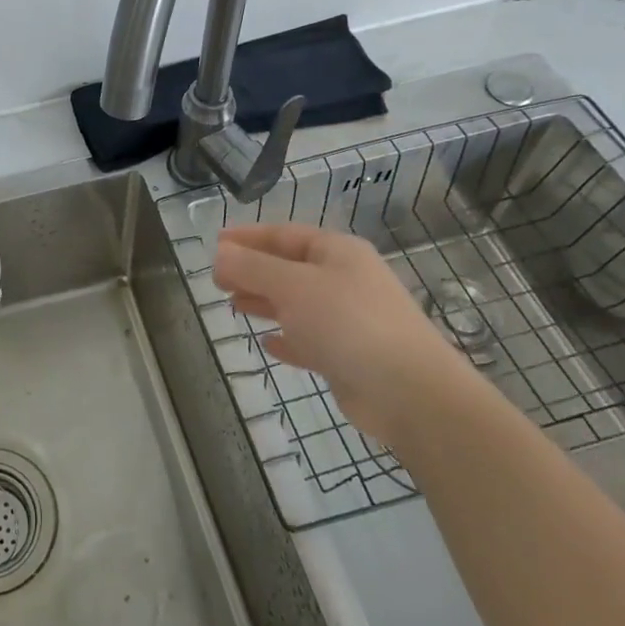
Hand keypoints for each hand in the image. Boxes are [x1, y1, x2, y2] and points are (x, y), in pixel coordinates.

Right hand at [213, 223, 482, 452]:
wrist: (409, 392)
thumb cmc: (347, 323)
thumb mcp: (292, 287)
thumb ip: (252, 268)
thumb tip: (219, 254)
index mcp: (337, 252)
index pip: (284, 234)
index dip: (248, 237)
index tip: (215, 244)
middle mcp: (345, 279)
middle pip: (290, 268)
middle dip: (253, 271)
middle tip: (217, 280)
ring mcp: (350, 319)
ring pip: (298, 303)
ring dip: (265, 302)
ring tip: (233, 306)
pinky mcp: (350, 356)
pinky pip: (310, 339)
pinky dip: (287, 338)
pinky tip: (267, 344)